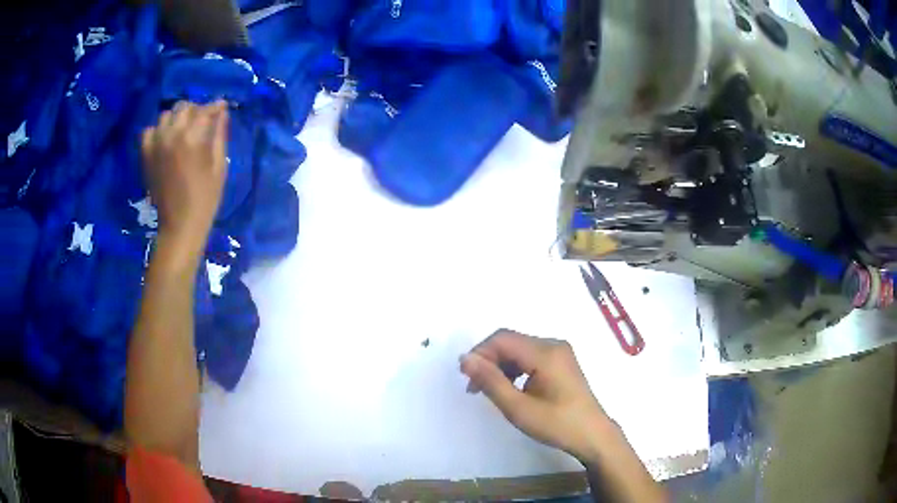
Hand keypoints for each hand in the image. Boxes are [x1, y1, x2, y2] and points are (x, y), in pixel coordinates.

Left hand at [141, 100, 228, 253]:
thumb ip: (219, 136)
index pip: (205, 110)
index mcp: (192, 138)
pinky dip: (157, 131)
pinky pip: (148, 131)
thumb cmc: (205, 199)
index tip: (222, 106)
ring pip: (166, 116)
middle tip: (203, 119)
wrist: (179, 225)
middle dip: (196, 109)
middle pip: (184, 107)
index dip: (215, 106)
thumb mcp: (220, 167)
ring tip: (184, 128)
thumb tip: (222, 114)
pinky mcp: (146, 155)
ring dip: (177, 118)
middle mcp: (171, 135)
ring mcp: (156, 144)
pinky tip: (165, 139)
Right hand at [460, 330, 611, 461]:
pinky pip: (530, 356)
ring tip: (488, 390)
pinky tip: (509, 387)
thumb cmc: (556, 424)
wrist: (592, 434)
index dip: (480, 353)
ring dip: (500, 365)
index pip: (503, 339)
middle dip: (488, 360)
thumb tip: (465, 359)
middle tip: (474, 387)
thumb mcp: (518, 408)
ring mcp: (560, 352)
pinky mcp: (561, 361)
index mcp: (546, 353)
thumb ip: (491, 381)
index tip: (466, 377)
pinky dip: (515, 368)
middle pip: (511, 341)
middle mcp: (553, 344)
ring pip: (519, 348)